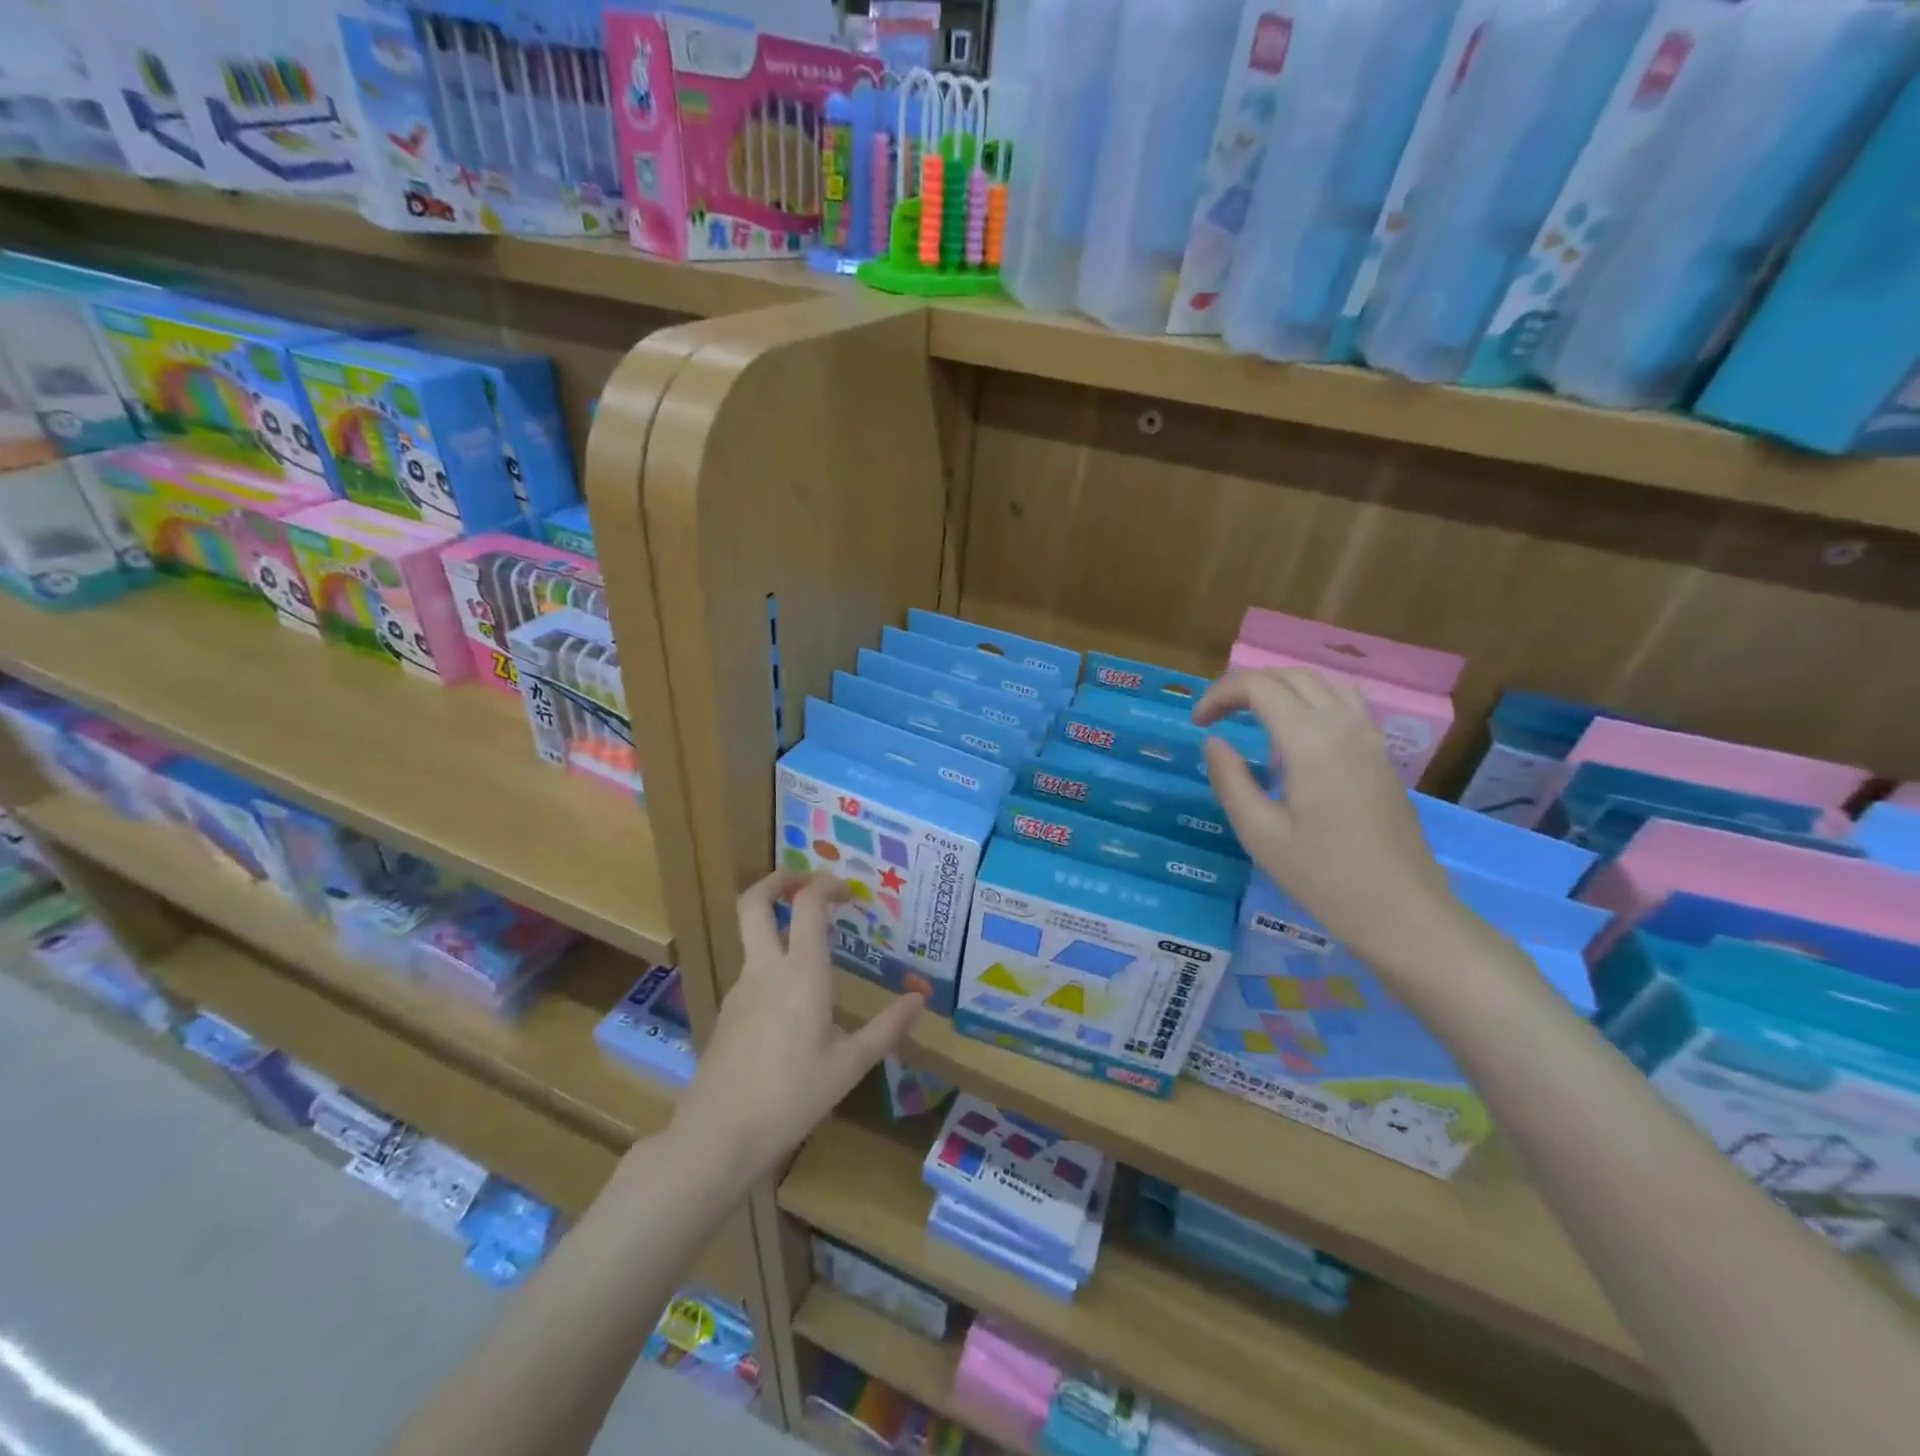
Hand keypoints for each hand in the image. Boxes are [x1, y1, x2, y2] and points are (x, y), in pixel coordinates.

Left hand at [669, 871, 923, 1184]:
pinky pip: (751, 970)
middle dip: (777, 880)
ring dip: (774, 921)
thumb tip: (920, 998)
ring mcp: (740, 989)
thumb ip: (887, 1028)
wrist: (718, 1137)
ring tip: (810, 941)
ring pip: (750, 936)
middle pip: (754, 902)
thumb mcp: (849, 1066)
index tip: (847, 892)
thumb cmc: (792, 1097)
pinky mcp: (728, 1012)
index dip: (825, 885)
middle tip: (803, 880)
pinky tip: (793, 997)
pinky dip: (771, 959)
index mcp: (801, 973)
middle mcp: (765, 969)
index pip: (807, 904)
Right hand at [1195, 668, 1455, 968]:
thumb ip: (1230, 779)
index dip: (1220, 694)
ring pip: (1322, 683)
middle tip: (1216, 718)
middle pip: (1290, 676)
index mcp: (1310, 741)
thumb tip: (1214, 742)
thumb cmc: (1324, 877)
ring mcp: (1369, 738)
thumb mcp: (1260, 834)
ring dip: (1281, 689)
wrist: (1402, 911)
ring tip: (1253, 720)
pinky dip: (1311, 701)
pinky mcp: (1381, 755)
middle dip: (1246, 687)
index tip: (1197, 723)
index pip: (1259, 687)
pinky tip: (1297, 738)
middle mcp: (1343, 726)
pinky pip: (1345, 703)